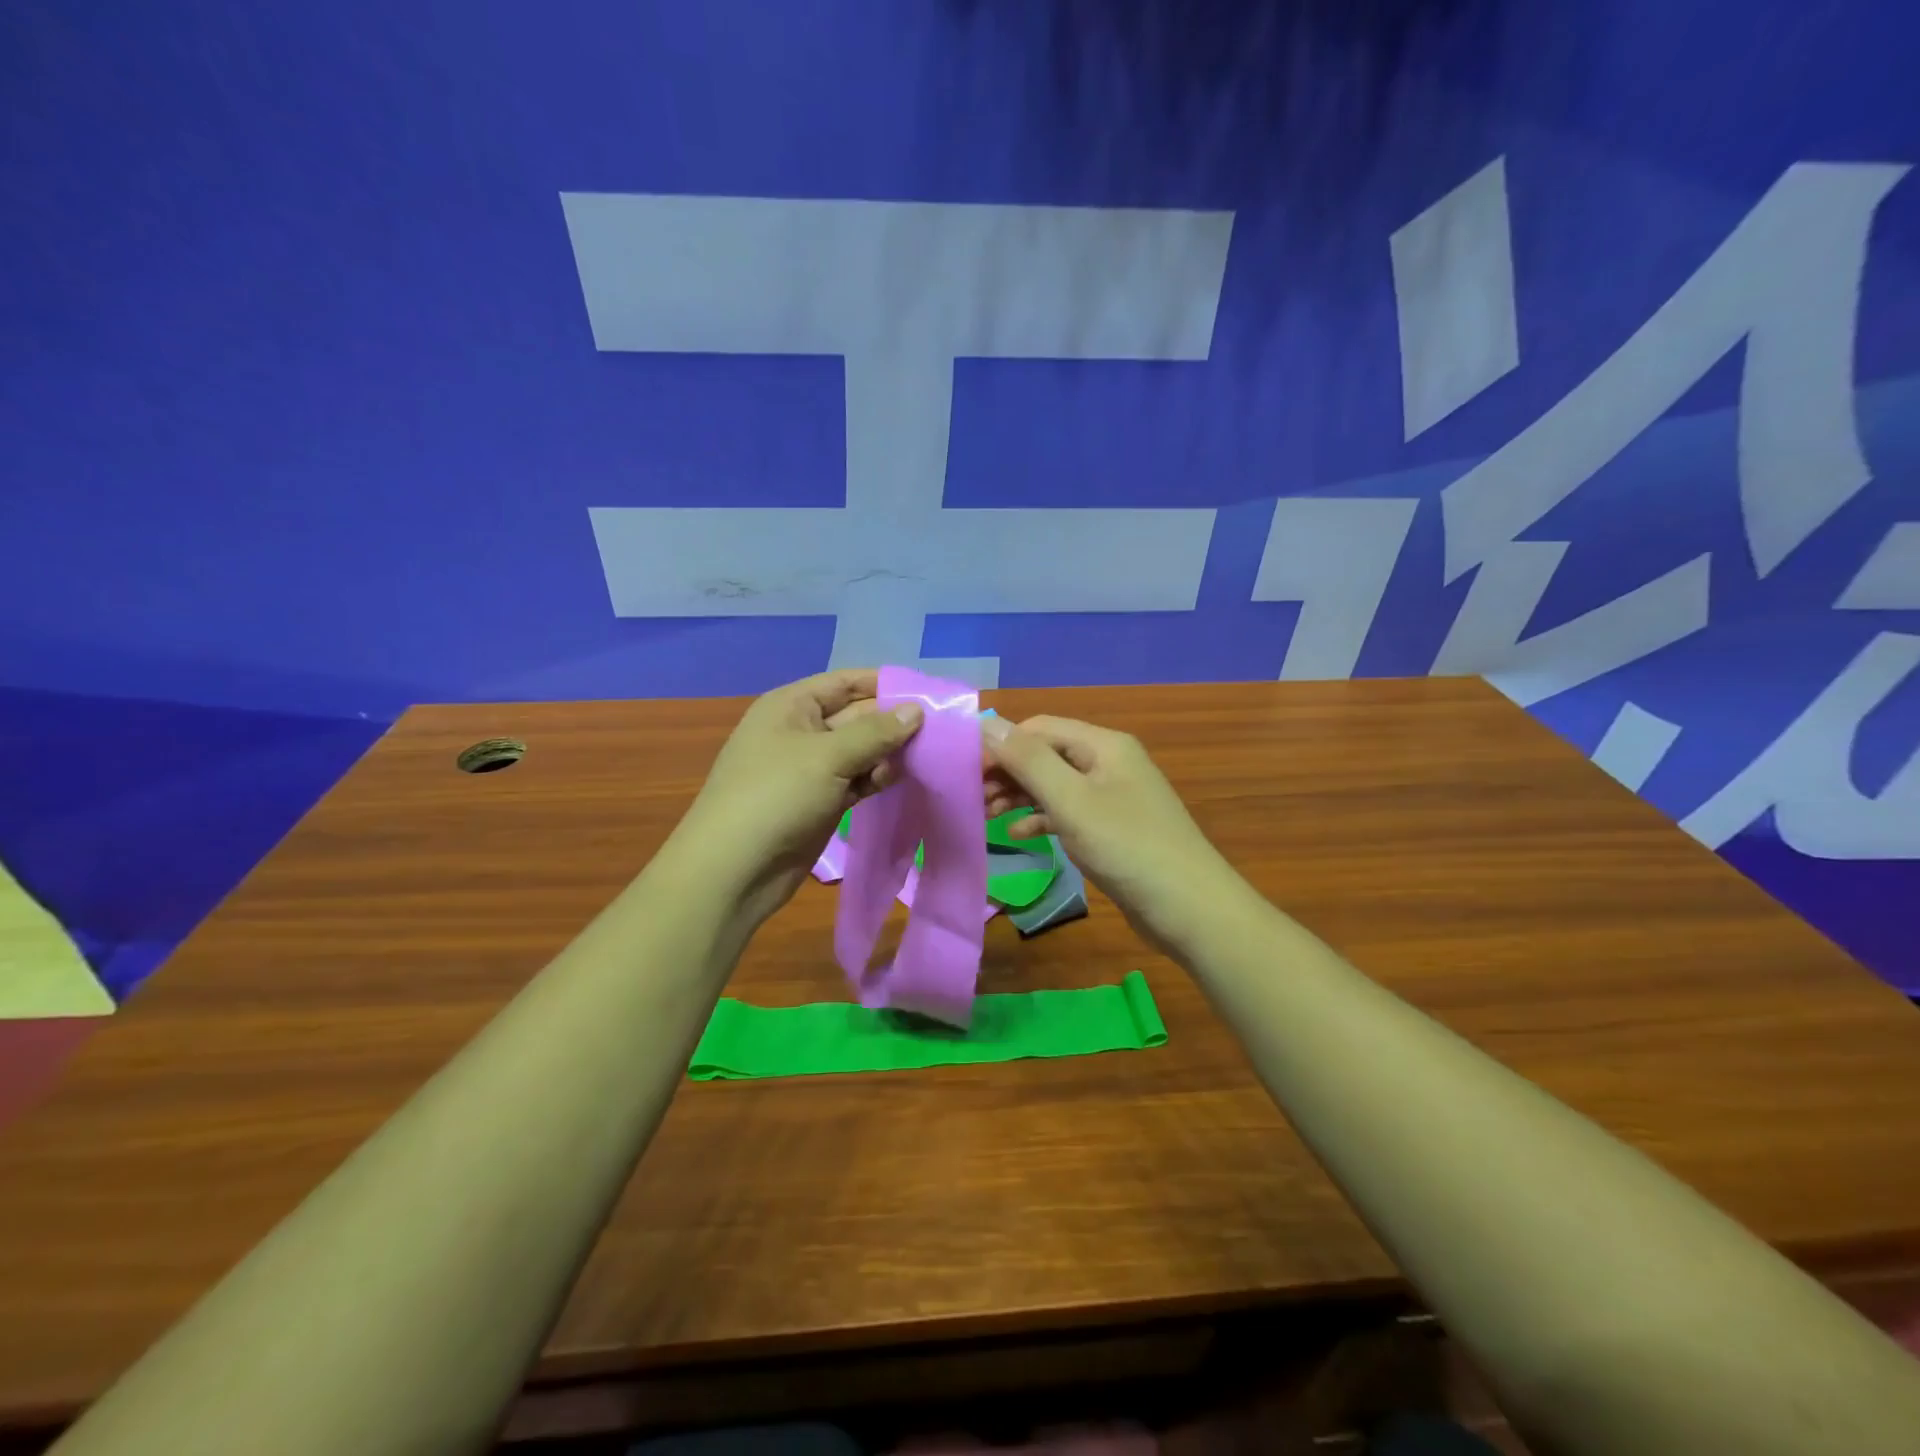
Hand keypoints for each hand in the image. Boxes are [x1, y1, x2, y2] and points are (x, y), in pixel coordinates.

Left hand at [667, 669, 921, 925]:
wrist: (734, 870)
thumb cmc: (775, 796)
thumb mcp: (827, 756)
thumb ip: (875, 732)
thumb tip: (917, 710)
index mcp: (792, 706)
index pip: (846, 682)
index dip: (885, 684)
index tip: (929, 691)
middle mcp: (802, 731)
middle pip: (857, 716)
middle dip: (895, 721)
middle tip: (944, 728)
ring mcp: (811, 769)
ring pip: (861, 751)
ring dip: (891, 753)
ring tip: (932, 755)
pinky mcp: (821, 801)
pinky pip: (857, 780)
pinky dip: (879, 778)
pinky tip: (907, 778)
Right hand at [981, 715, 1250, 956]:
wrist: (1189, 907)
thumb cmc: (1127, 847)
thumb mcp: (1071, 801)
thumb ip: (1029, 761)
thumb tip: (988, 724)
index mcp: (1103, 745)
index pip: (1038, 728)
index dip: (1001, 745)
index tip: (967, 773)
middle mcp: (1108, 762)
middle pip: (1045, 754)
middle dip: (1008, 771)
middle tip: (972, 797)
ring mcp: (1112, 795)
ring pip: (1054, 783)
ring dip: (1019, 794)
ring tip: (986, 814)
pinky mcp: (1112, 827)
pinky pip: (1068, 811)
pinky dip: (1041, 818)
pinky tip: (1018, 833)